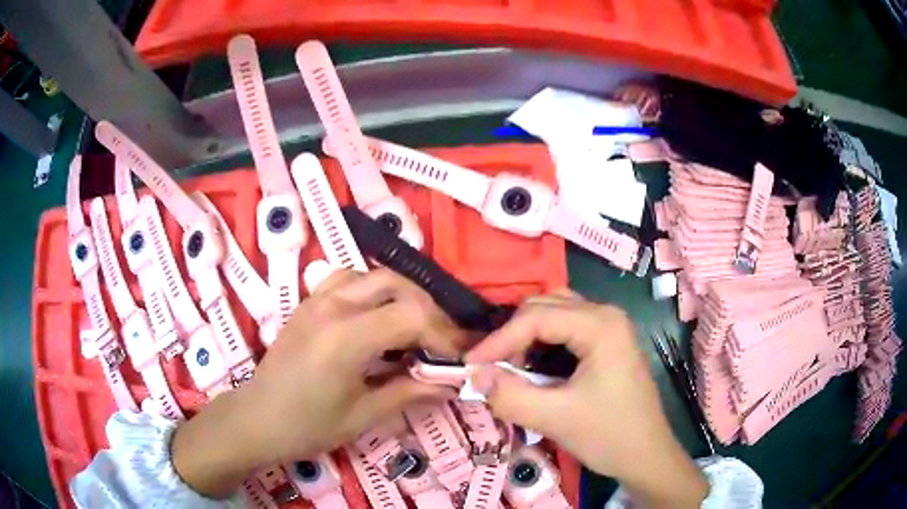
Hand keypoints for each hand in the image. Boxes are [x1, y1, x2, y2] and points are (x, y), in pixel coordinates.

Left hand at [172, 268, 465, 497]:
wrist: (257, 419)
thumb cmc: (308, 425)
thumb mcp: (363, 414)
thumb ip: (410, 392)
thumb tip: (451, 384)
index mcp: (346, 337)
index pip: (411, 316)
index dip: (444, 333)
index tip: (460, 356)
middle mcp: (332, 307)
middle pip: (395, 284)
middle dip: (428, 309)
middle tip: (440, 341)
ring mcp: (316, 300)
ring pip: (371, 275)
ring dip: (401, 295)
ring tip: (414, 326)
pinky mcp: (308, 303)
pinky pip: (346, 279)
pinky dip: (371, 290)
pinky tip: (376, 315)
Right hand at [465, 291, 707, 507]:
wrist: (646, 456)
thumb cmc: (608, 435)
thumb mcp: (555, 418)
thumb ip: (510, 395)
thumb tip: (474, 375)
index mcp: (601, 324)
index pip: (537, 317)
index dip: (498, 340)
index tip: (469, 365)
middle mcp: (606, 315)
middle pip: (545, 306)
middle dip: (512, 335)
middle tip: (491, 367)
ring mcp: (609, 327)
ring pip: (554, 314)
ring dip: (526, 336)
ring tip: (510, 367)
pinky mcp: (607, 343)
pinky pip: (565, 329)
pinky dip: (542, 343)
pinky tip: (534, 367)